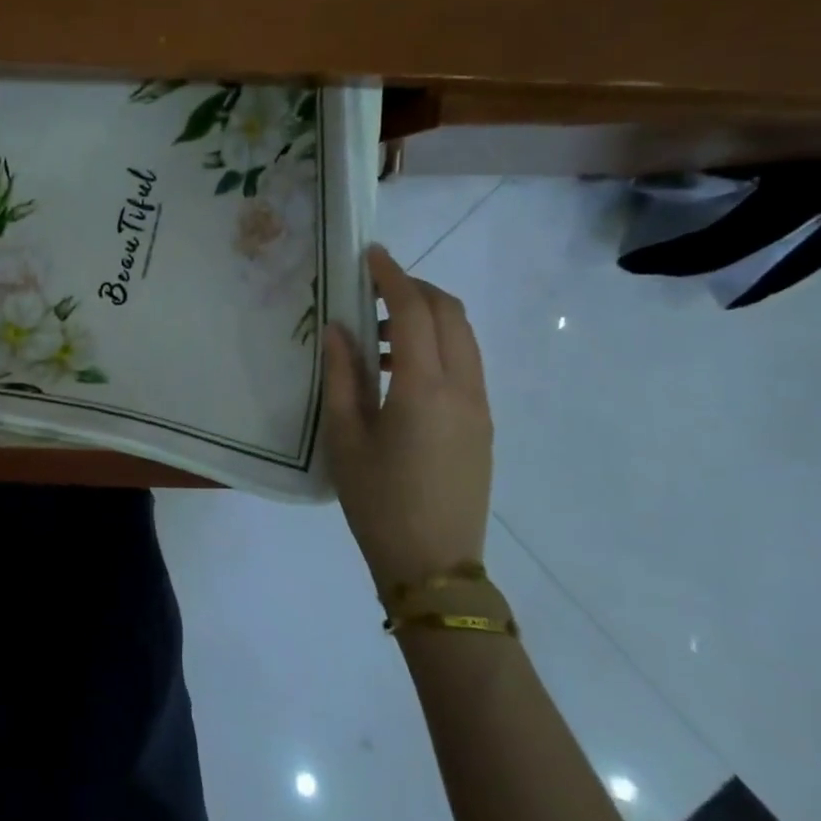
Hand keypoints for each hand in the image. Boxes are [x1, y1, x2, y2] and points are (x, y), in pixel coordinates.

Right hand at [324, 244, 493, 591]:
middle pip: (450, 314)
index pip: (415, 310)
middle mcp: (463, 388)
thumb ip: (341, 375)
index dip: (393, 276)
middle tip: (374, 288)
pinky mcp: (483, 425)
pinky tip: (399, 372)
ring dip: (427, 318)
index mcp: (424, 388)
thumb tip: (338, 328)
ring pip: (463, 338)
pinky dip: (437, 347)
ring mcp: (479, 407)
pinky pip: (465, 365)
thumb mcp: (345, 438)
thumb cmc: (378, 502)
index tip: (370, 254)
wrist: (434, 567)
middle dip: (415, 288)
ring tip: (378, 336)